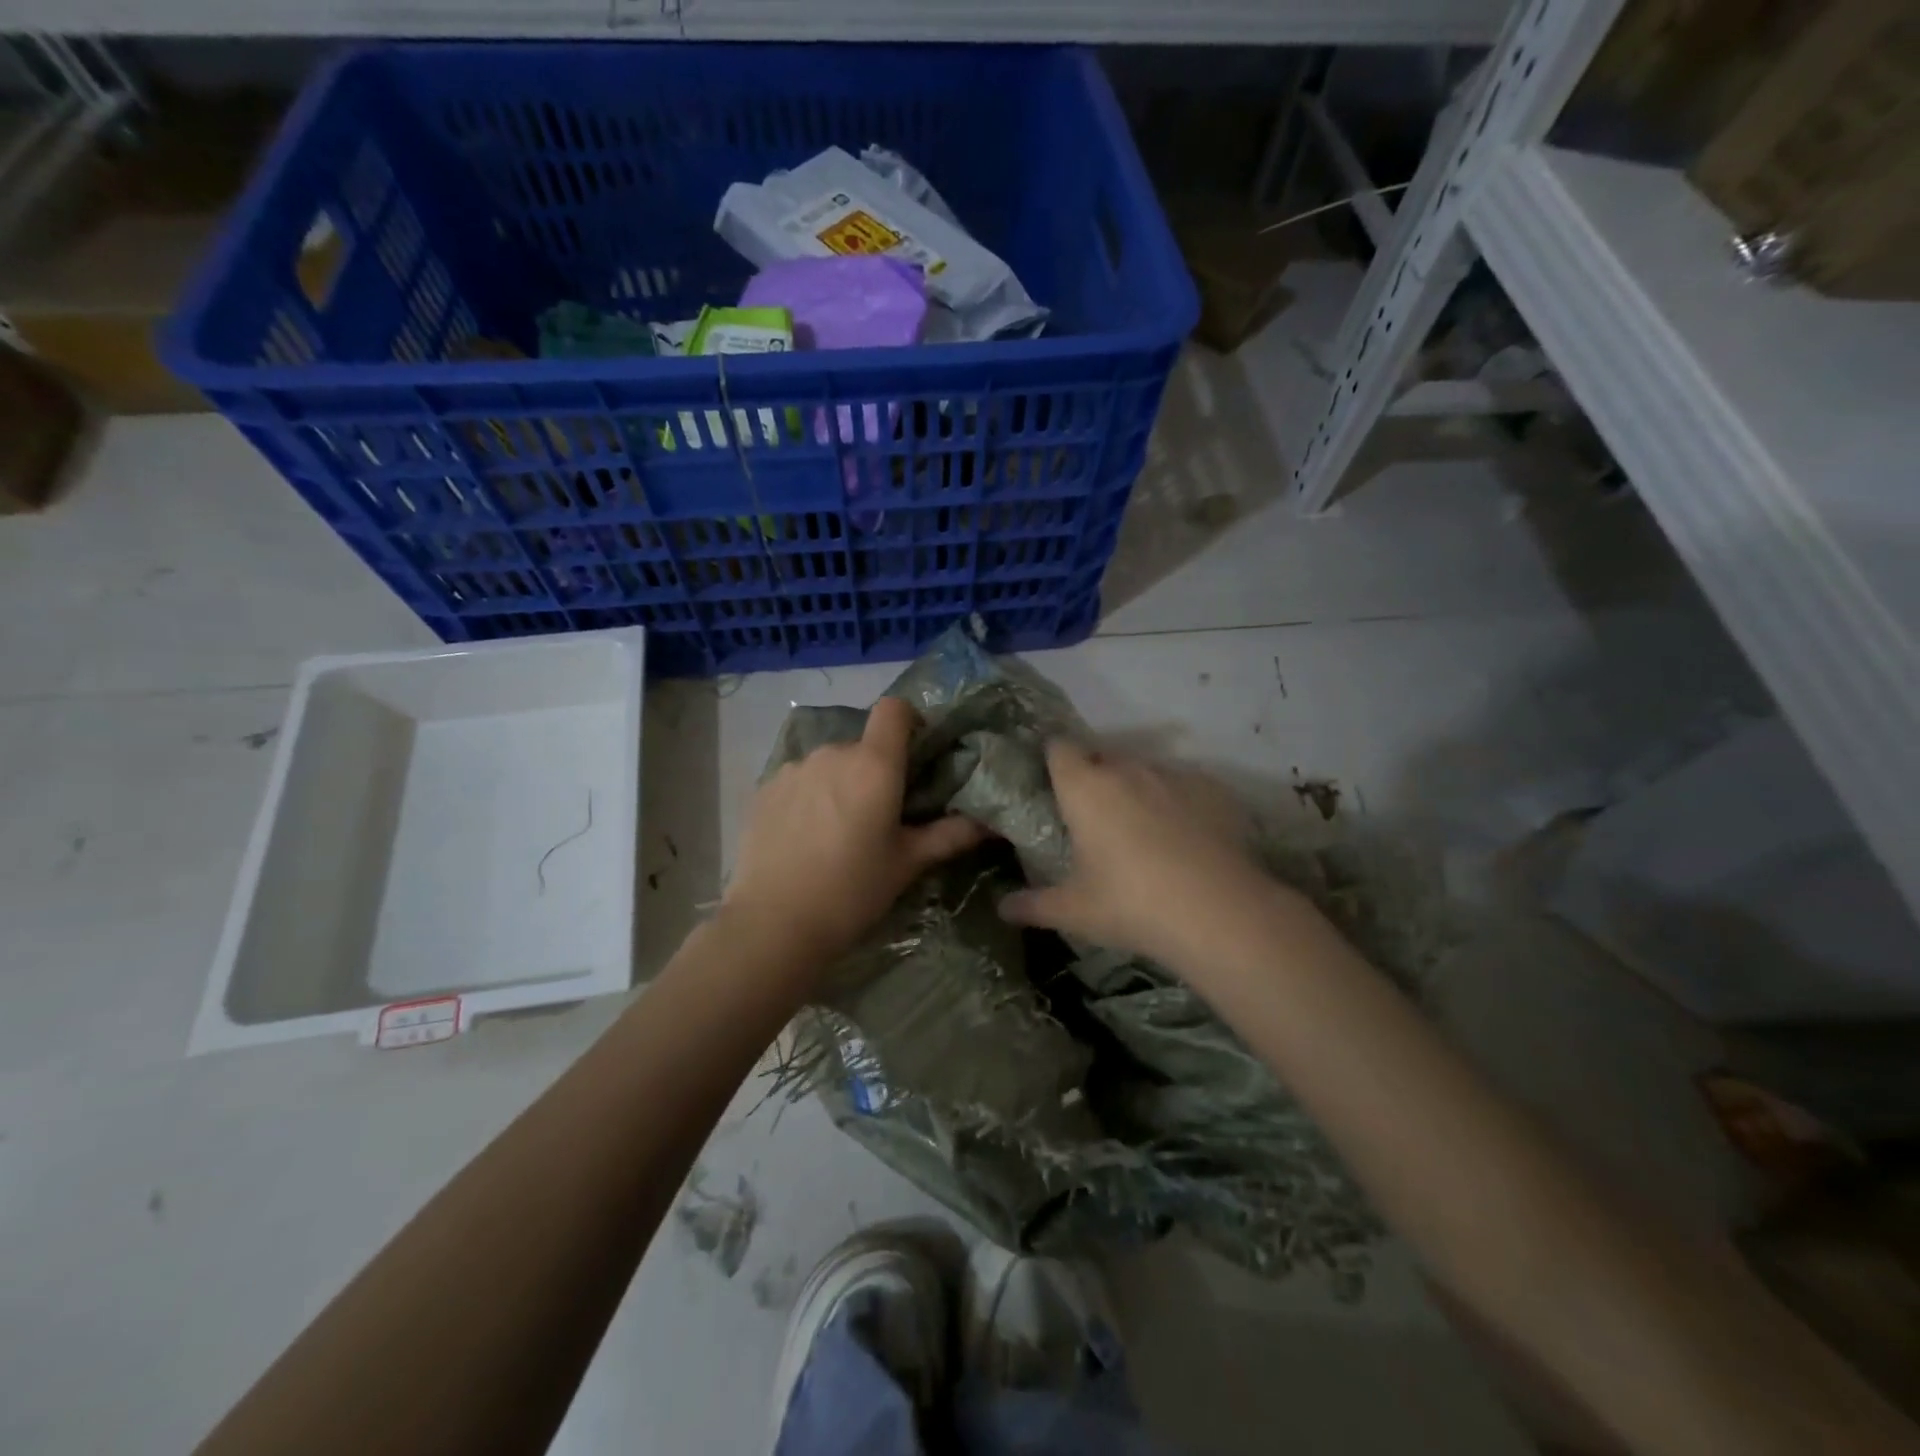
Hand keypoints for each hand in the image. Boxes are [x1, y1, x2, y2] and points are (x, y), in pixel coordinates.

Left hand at [722, 696, 987, 968]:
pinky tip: (804, 837)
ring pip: (829, 764)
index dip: (909, 721)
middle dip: (875, 769)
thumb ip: (949, 835)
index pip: (894, 709)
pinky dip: (809, 797)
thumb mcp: (907, 864)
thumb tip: (989, 823)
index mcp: (873, 764)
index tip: (915, 754)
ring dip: (840, 783)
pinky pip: (799, 781)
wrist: (773, 924)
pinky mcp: (764, 789)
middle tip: (879, 814)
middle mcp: (833, 753)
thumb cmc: (852, 891)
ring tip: (838, 830)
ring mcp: (794, 769)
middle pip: (862, 745)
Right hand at [998, 740, 1284, 969]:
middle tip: (1093, 818)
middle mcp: (1127, 769)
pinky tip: (1186, 839)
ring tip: (1143, 831)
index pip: (1059, 748)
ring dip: (1137, 790)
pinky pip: (1184, 787)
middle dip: (1095, 778)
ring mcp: (1174, 775)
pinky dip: (1178, 803)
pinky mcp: (1213, 789)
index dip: (1053, 759)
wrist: (1218, 912)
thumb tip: (1002, 907)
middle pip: (1102, 758)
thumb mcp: (1074, 911)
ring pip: (1145, 771)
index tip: (1052, 782)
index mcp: (1085, 788)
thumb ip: (1033, 905)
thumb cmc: (1130, 904)